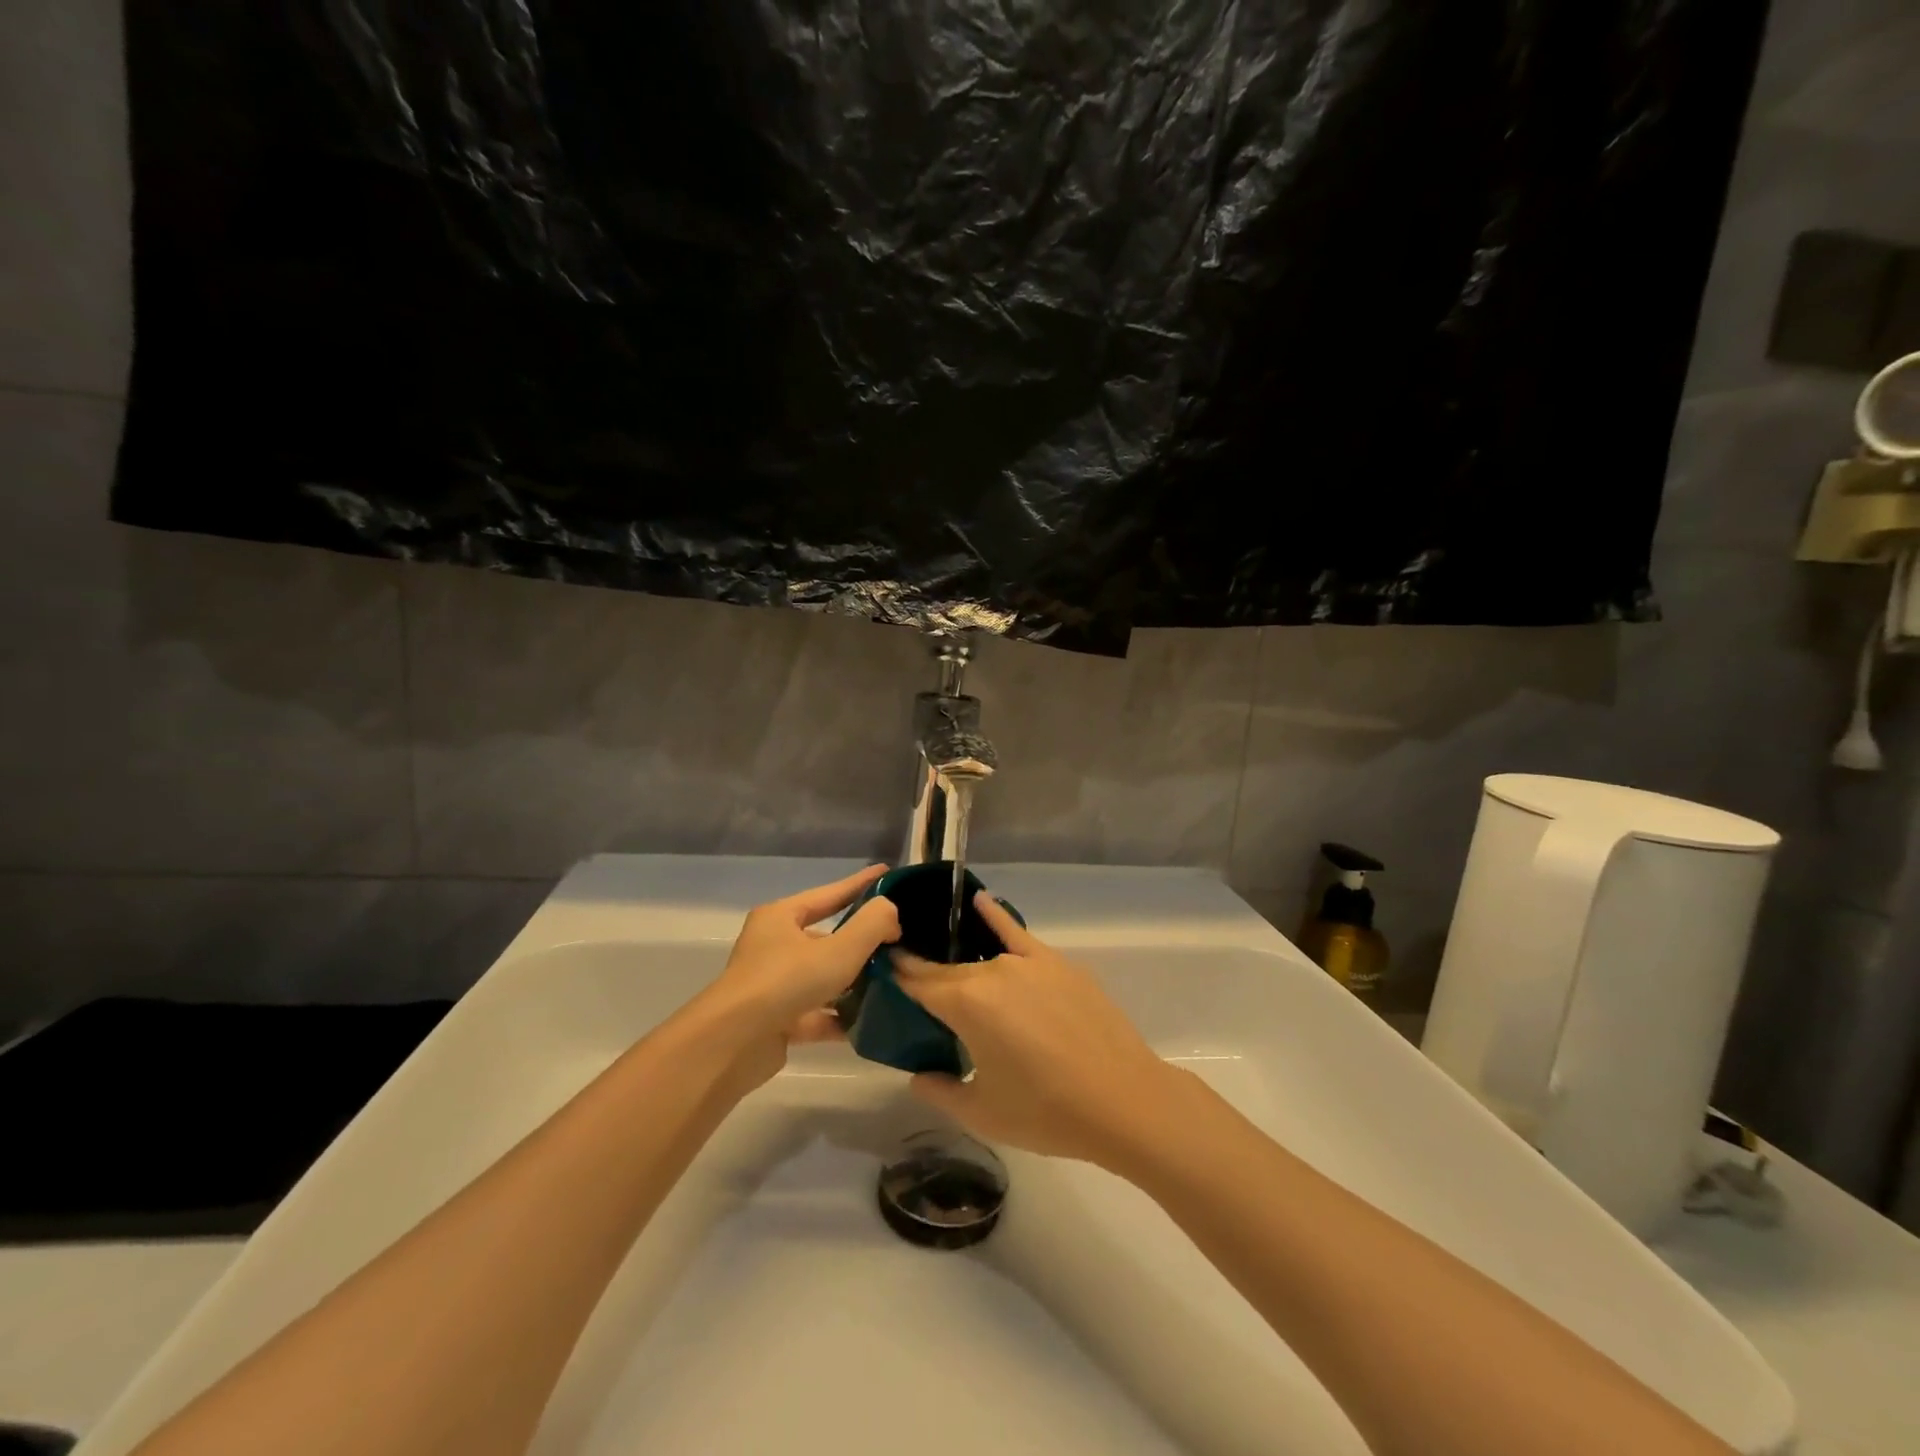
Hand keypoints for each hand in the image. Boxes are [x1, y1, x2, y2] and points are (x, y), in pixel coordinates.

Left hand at [690, 865, 900, 1092]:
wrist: (732, 1044)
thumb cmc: (786, 982)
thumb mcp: (839, 949)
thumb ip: (872, 924)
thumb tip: (890, 913)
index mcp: (781, 917)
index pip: (830, 894)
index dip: (860, 884)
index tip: (887, 872)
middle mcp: (773, 947)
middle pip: (825, 938)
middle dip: (861, 941)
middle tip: (898, 939)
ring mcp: (773, 986)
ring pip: (822, 978)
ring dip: (853, 982)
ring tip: (892, 981)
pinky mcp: (776, 1022)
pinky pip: (816, 1014)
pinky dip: (840, 1017)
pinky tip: (870, 1022)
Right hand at [893, 893, 1193, 1165]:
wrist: (1123, 1100)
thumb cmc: (1046, 1112)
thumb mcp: (982, 1112)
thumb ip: (940, 1090)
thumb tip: (917, 1075)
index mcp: (965, 1003)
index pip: (918, 982)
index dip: (897, 976)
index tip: (880, 970)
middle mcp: (991, 971)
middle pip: (948, 969)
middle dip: (926, 974)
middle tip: (912, 987)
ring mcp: (1027, 962)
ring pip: (981, 958)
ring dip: (960, 960)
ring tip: (942, 956)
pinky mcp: (1057, 962)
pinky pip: (1017, 934)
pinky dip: (996, 917)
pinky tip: (980, 901)